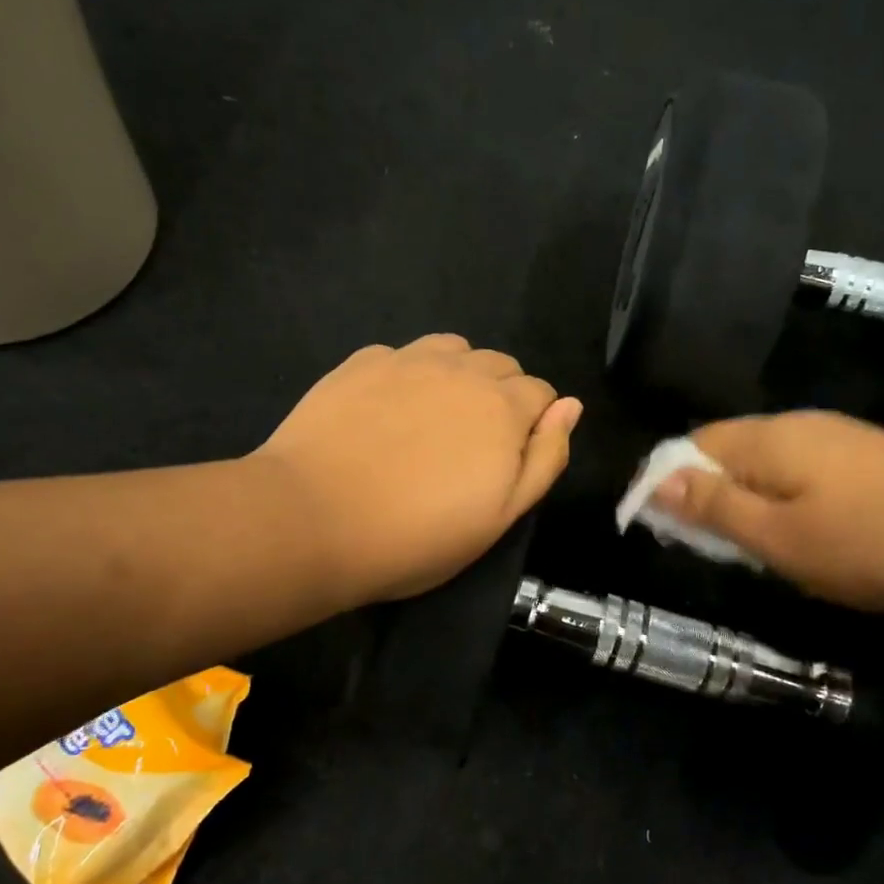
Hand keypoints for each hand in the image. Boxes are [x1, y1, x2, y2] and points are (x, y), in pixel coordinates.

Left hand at [255, 335, 581, 606]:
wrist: (313, 520)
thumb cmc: (417, 534)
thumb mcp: (500, 516)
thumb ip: (545, 457)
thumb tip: (570, 407)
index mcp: (503, 407)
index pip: (542, 392)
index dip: (534, 423)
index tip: (509, 459)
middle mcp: (462, 370)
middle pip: (501, 365)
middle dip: (502, 395)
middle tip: (472, 445)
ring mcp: (407, 360)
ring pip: (454, 349)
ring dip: (459, 374)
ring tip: (435, 418)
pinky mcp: (360, 363)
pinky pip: (402, 354)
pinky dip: (408, 374)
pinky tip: (386, 411)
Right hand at [651, 411, 883, 611]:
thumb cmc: (871, 543)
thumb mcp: (779, 538)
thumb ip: (715, 508)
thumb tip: (658, 481)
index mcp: (768, 440)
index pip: (691, 446)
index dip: (666, 482)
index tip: (661, 528)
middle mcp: (797, 425)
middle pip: (727, 451)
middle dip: (707, 494)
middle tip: (711, 546)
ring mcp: (836, 437)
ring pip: (764, 463)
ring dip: (745, 499)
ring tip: (753, 546)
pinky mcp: (865, 456)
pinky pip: (799, 471)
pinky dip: (781, 498)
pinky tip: (801, 532)